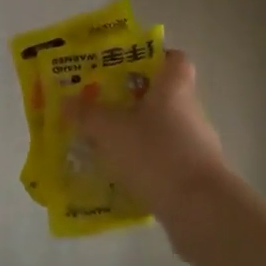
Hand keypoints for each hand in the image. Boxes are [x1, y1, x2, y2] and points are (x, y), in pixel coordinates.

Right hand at [67, 50, 234, 219]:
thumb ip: (87, 114)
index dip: (154, 57)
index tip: (127, 66)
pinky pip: (167, 159)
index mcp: (174, 88)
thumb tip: (67, 101)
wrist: (198, 207)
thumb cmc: (154, 153)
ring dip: (140, 133)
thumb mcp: (110, 131)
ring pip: (164, 129)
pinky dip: (147, 163)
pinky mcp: (196, 174)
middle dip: (135, 99)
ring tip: (107, 143)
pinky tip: (123, 175)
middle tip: (103, 106)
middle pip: (164, 95)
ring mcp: (197, 144)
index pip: (174, 59)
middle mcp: (190, 110)